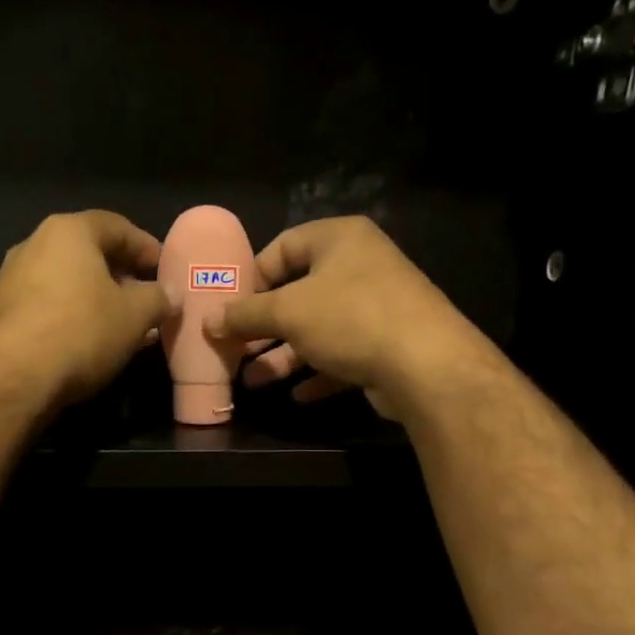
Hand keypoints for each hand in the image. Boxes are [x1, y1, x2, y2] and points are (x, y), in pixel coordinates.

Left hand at [0, 211, 172, 408]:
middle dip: (121, 276)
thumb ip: (158, 298)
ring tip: (122, 325)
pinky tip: (89, 340)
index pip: (117, 226)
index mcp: (69, 231)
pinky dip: (73, 315)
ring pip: (68, 281)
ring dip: (98, 299)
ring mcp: (12, 278)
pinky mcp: (1, 312)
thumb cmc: (82, 332)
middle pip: (88, 253)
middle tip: (145, 299)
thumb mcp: (135, 316)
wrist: (14, 377)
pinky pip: (48, 304)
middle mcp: (35, 244)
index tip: (164, 269)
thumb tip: (170, 293)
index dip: (146, 247)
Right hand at [204, 216, 478, 419]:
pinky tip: (297, 395)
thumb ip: (245, 315)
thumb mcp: (287, 312)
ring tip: (253, 380)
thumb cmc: (350, 319)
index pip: (283, 247)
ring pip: (318, 329)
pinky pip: (341, 355)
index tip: (228, 308)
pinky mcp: (386, 345)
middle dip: (263, 326)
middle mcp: (360, 266)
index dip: (252, 277)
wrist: (425, 365)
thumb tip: (210, 321)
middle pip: (298, 292)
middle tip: (235, 348)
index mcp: (339, 240)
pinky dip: (317, 372)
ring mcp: (376, 307)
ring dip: (284, 355)